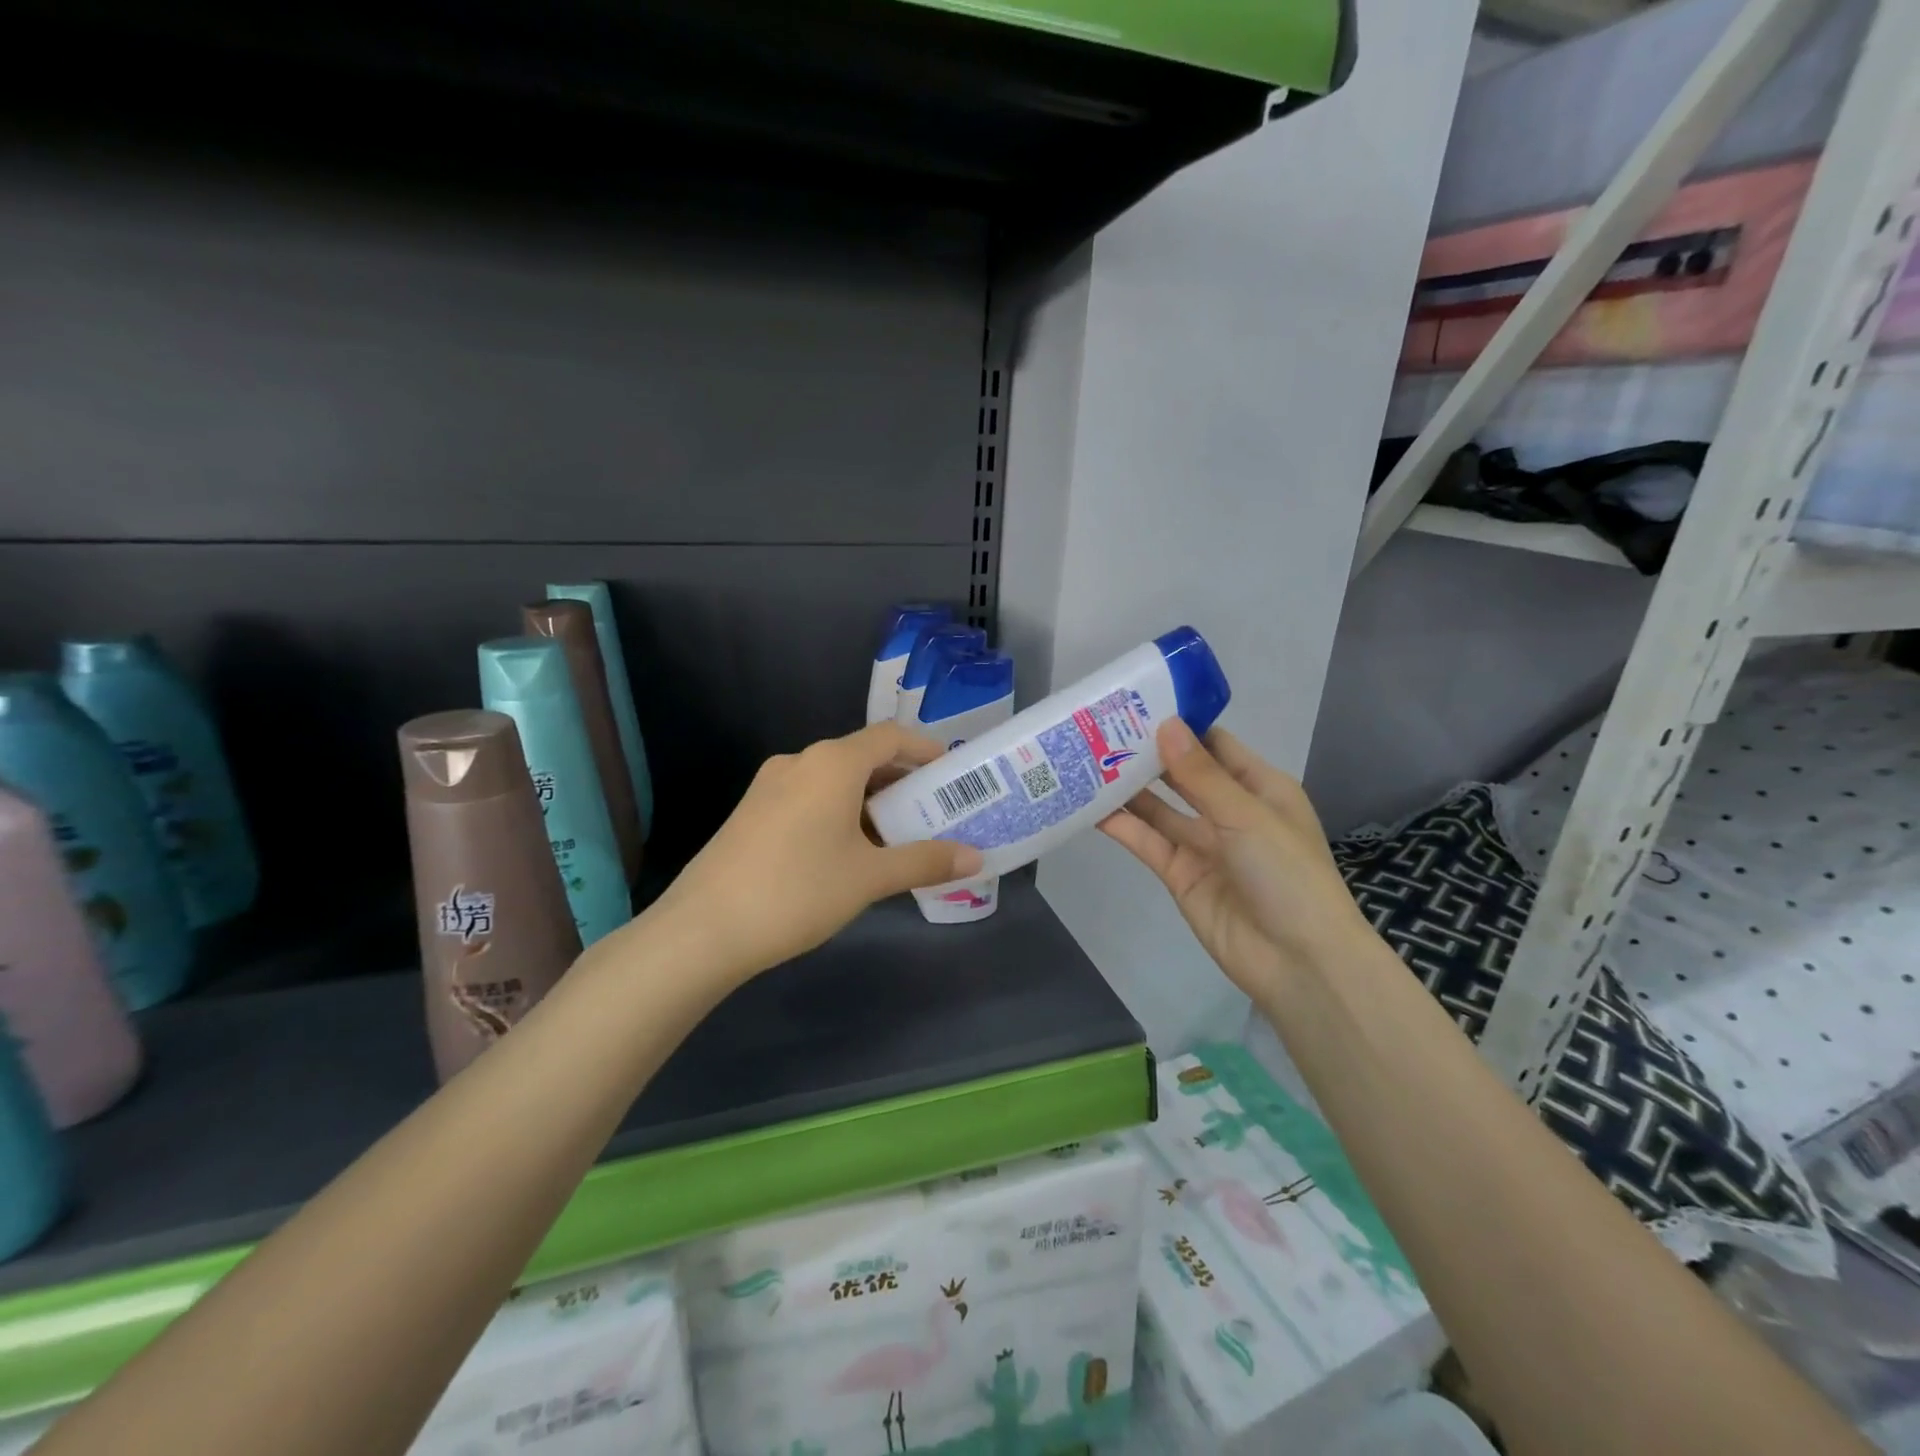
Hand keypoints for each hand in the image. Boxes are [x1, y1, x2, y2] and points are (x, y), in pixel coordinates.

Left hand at [648, 723, 984, 983]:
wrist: (703, 929)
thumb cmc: (798, 891)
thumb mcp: (870, 877)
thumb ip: (925, 861)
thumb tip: (976, 858)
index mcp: (832, 763)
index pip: (890, 737)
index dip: (924, 748)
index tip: (951, 771)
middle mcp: (800, 762)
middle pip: (862, 757)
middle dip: (899, 781)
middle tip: (930, 812)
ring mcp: (769, 786)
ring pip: (833, 780)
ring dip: (868, 801)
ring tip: (895, 838)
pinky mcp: (751, 812)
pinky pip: (808, 798)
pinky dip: (838, 812)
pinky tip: (847, 852)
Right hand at [1098, 721, 1373, 1001]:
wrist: (1298, 962)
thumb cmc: (1286, 874)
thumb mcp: (1246, 815)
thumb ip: (1200, 774)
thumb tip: (1165, 725)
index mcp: (1259, 788)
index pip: (1214, 744)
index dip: (1180, 725)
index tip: (1137, 703)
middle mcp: (1229, 811)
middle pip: (1182, 774)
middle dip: (1147, 754)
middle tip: (1100, 729)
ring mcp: (1203, 844)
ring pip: (1159, 808)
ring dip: (1129, 788)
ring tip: (1086, 761)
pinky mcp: (1180, 874)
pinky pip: (1147, 842)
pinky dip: (1122, 826)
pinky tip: (1091, 807)